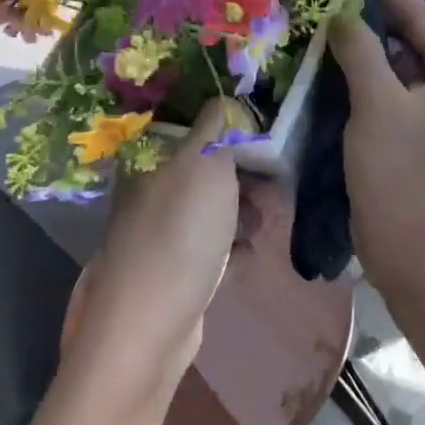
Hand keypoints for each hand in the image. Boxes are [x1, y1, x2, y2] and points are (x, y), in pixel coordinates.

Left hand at [70, 99, 240, 400]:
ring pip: (211, 202)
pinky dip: (232, 239)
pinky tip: (250, 247)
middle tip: (276, 179)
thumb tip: (228, 100)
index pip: (192, 123)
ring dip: (243, 206)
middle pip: (205, 164)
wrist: (151, 324)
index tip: (264, 133)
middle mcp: (149, 186)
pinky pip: (211, 239)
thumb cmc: (180, 230)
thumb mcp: (204, 162)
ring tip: (266, 218)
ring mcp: (160, 228)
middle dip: (244, 169)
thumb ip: (219, 125)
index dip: (229, 124)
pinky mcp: (174, 264)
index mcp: (148, 156)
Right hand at [328, 0, 424, 297]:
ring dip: (374, 51)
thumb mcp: (376, 105)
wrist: (421, 258)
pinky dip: (375, 82)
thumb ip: (359, 51)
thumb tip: (342, 11)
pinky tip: (345, 69)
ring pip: (407, 72)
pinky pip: (401, 98)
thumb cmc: (402, 176)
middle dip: (381, 20)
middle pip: (418, 43)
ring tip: (338, 22)